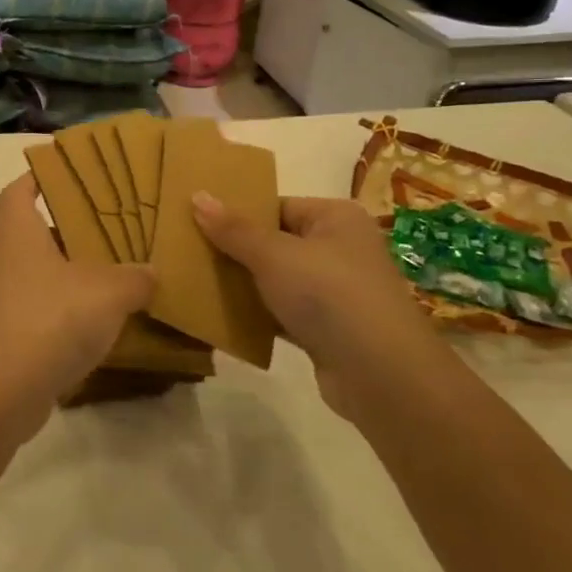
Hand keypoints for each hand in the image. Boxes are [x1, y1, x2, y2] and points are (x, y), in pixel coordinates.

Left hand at [0, 173, 153, 430]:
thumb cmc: (49, 318)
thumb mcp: (108, 292)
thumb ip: (134, 277)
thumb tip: (149, 272)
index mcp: (14, 228)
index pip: (21, 188)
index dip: (42, 177)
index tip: (72, 175)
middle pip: (31, 231)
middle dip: (68, 230)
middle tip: (111, 228)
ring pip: (35, 273)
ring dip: (67, 274)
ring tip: (112, 275)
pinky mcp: (0, 333)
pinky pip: (35, 309)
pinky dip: (60, 311)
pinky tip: (95, 323)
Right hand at [193, 194, 453, 417]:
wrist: (382, 375)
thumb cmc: (329, 296)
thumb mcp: (274, 255)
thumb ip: (233, 229)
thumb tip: (197, 195)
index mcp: (335, 218)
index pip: (277, 206)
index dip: (238, 214)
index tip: (196, 223)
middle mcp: (340, 248)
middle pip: (275, 242)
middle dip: (235, 250)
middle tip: (189, 252)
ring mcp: (336, 291)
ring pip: (277, 280)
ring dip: (244, 284)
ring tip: (196, 282)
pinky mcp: (328, 329)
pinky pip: (282, 313)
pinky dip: (258, 315)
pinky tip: (222, 317)